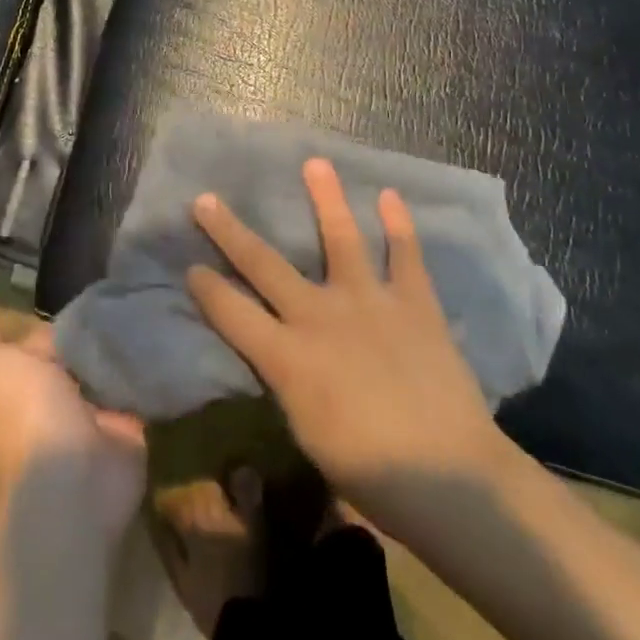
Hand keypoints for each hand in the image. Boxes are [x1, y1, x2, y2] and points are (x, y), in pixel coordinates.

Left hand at [0, 310, 146, 539]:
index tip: (41, 291)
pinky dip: (147, 360)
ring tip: (139, 300)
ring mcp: (92, 407)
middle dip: (88, 321)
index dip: (36, 320)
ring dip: (120, 335)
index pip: (27, 340)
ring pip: (106, 359)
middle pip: (72, 344)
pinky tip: (158, 326)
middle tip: (112, 288)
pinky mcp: (128, 419)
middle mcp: (54, 391)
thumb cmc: (28, 413)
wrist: (75, 476)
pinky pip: (138, 380)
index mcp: (19, 379)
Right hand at [185, 158, 517, 536]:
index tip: (190, 267)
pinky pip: (405, 255)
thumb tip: (280, 356)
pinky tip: (390, 195)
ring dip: (326, 198)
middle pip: (264, 264)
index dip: (206, 288)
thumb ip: (288, 382)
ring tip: (315, 163)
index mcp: (287, 356)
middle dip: (229, 230)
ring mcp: (369, 302)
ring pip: (341, 238)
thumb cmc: (369, 472)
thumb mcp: (306, 432)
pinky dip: (398, 224)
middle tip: (205, 199)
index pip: (231, 312)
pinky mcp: (413, 303)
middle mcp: (320, 315)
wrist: (449, 476)